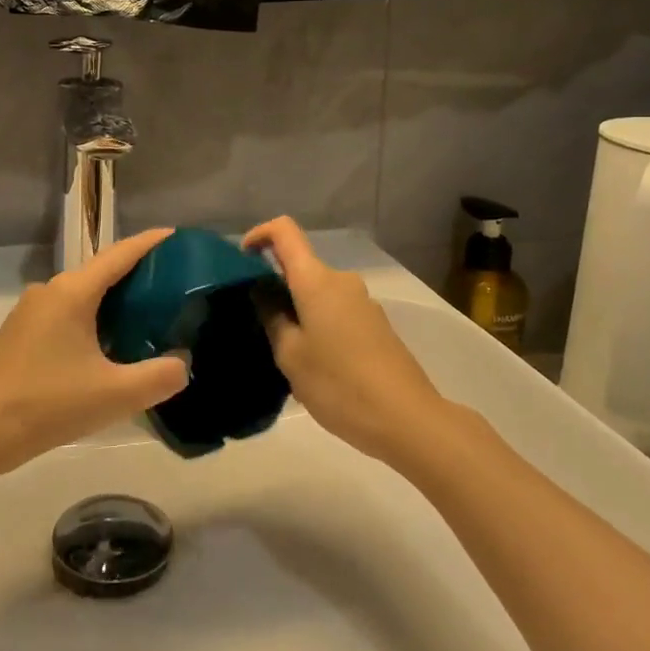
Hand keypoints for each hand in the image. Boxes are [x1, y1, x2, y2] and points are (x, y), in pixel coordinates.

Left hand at [0, 228, 190, 481]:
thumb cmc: (44, 405)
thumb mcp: (112, 396)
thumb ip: (158, 377)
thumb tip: (183, 364)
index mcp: (72, 293)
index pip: (120, 254)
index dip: (151, 243)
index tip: (180, 237)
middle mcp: (51, 292)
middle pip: (103, 271)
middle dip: (139, 274)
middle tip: (177, 285)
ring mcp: (32, 313)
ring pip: (85, 295)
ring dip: (116, 301)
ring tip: (151, 316)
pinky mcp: (21, 335)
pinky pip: (69, 314)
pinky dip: (96, 319)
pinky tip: (111, 346)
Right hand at [241, 216, 447, 465]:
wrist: (407, 419)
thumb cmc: (340, 384)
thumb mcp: (291, 355)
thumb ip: (272, 317)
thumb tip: (262, 291)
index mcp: (317, 280)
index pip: (284, 231)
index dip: (259, 235)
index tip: (242, 261)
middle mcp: (341, 281)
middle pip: (300, 267)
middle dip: (275, 288)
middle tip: (258, 328)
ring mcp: (362, 302)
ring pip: (317, 294)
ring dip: (296, 312)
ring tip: (286, 356)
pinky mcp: (374, 324)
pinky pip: (334, 311)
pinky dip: (317, 326)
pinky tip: (316, 367)